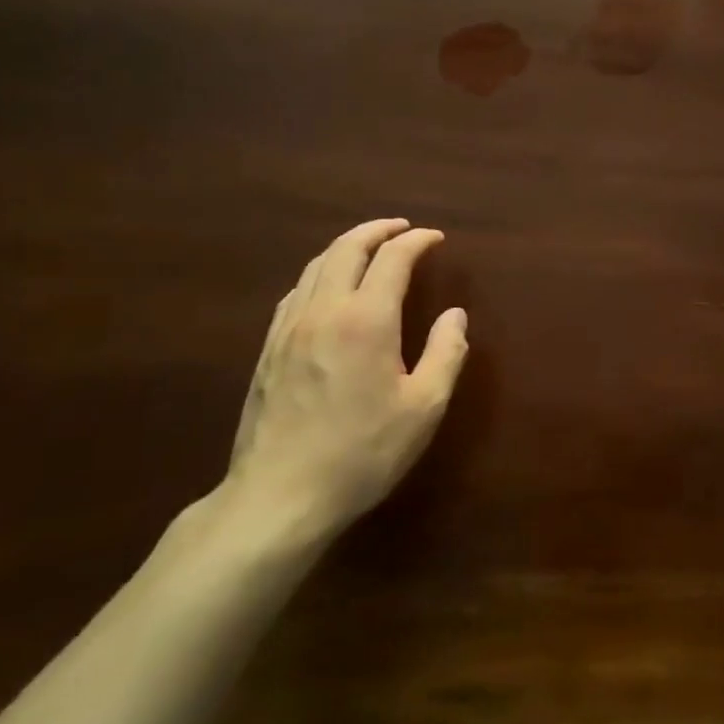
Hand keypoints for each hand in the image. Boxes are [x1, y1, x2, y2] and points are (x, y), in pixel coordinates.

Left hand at [222, 219, 468, 543]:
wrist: (280, 495)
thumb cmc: (363, 452)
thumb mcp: (424, 407)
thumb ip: (445, 353)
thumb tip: (455, 315)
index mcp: (366, 320)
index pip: (393, 259)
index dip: (416, 241)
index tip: (435, 238)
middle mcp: (323, 311)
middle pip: (347, 248)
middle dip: (378, 230)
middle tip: (403, 228)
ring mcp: (288, 328)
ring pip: (316, 266)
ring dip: (347, 247)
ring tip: (370, 249)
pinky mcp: (268, 349)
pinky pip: (296, 292)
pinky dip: (320, 273)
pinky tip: (329, 288)